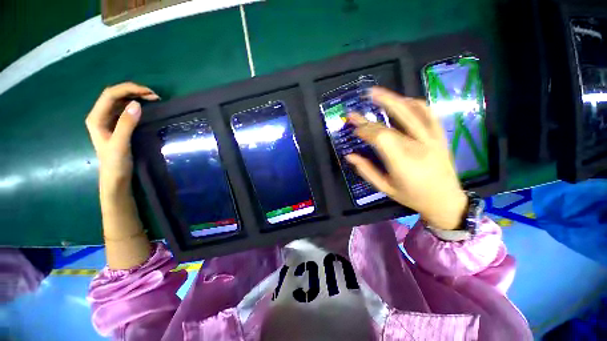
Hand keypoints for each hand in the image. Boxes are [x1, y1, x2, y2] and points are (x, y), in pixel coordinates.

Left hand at [85, 82, 158, 191]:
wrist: (115, 177)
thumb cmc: (115, 162)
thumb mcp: (121, 143)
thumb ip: (126, 124)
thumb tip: (137, 104)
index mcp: (96, 118)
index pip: (110, 95)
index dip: (129, 90)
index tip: (149, 93)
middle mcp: (100, 115)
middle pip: (115, 95)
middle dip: (133, 91)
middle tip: (154, 96)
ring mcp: (108, 120)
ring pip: (120, 101)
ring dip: (136, 97)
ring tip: (153, 99)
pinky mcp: (116, 125)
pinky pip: (125, 109)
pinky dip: (136, 105)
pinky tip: (145, 107)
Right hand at [345, 87, 466, 229]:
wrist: (446, 201)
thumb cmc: (412, 197)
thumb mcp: (385, 188)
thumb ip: (366, 171)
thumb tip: (349, 156)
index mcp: (403, 162)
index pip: (380, 138)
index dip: (365, 130)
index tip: (354, 128)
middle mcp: (418, 147)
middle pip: (393, 123)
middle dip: (372, 113)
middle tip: (358, 103)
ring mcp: (432, 139)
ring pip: (413, 112)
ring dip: (394, 99)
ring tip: (378, 92)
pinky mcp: (440, 136)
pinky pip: (429, 114)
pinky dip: (415, 104)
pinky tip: (403, 100)